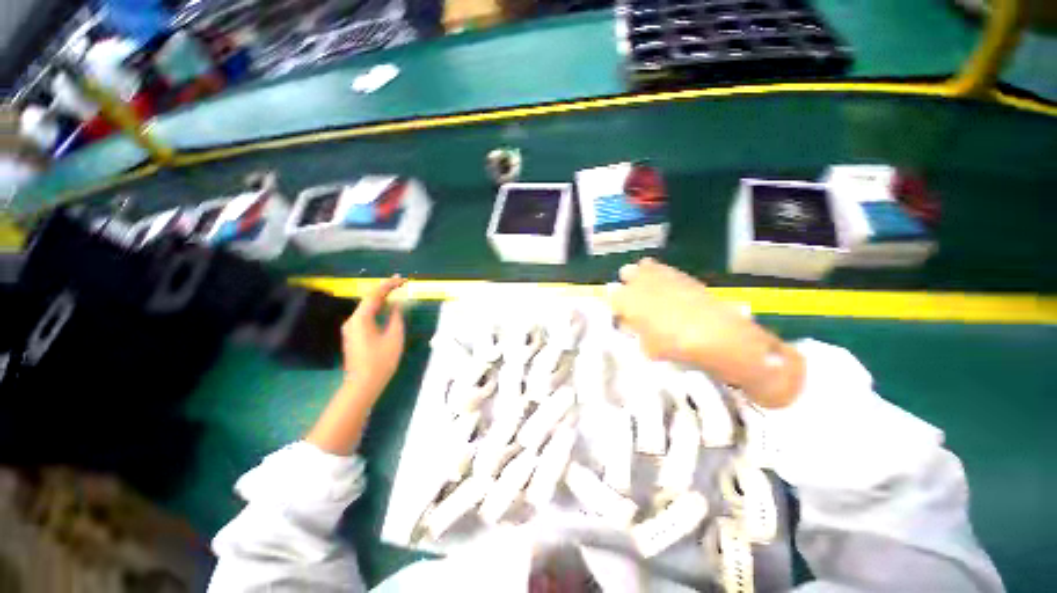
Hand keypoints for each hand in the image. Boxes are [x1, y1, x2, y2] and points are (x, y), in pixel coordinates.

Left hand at [306, 275, 407, 454]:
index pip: (374, 295)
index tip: (401, 278)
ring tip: (396, 292)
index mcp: (361, 318)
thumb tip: (396, 304)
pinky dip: (377, 309)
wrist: (363, 384)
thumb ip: (396, 317)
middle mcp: (352, 320)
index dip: (388, 285)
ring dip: (381, 299)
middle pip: (368, 299)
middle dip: (384, 290)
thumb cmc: (381, 360)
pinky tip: (386, 309)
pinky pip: (366, 316)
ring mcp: (351, 329)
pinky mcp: (354, 336)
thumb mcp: (394, 337)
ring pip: (367, 308)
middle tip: (400, 283)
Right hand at [608, 259, 802, 407]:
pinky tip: (668, 289)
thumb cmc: (675, 346)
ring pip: (643, 265)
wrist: (717, 335)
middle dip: (627, 283)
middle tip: (633, 299)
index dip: (614, 303)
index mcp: (627, 300)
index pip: (611, 293)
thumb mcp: (647, 347)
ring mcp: (662, 275)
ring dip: (643, 276)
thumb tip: (631, 326)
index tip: (619, 312)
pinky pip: (663, 269)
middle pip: (626, 272)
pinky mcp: (681, 274)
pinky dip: (661, 275)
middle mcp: (641, 282)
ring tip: (650, 291)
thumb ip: (635, 333)